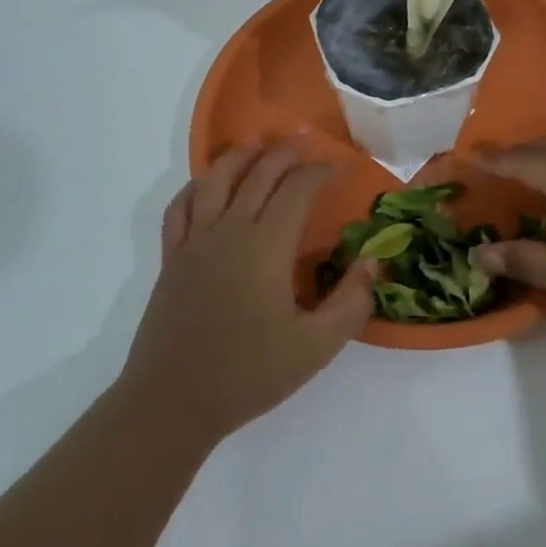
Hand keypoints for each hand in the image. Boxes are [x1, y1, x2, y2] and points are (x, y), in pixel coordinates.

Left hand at [116, 140, 373, 442]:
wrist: (173, 402)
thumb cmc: (249, 374)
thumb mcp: (316, 347)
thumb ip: (351, 301)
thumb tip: (373, 260)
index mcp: (266, 246)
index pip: (296, 190)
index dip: (319, 172)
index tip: (338, 167)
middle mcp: (229, 231)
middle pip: (258, 175)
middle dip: (284, 154)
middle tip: (304, 144)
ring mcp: (195, 242)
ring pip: (214, 180)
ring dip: (239, 157)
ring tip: (256, 146)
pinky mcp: (172, 258)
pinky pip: (180, 208)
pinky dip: (195, 187)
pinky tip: (206, 185)